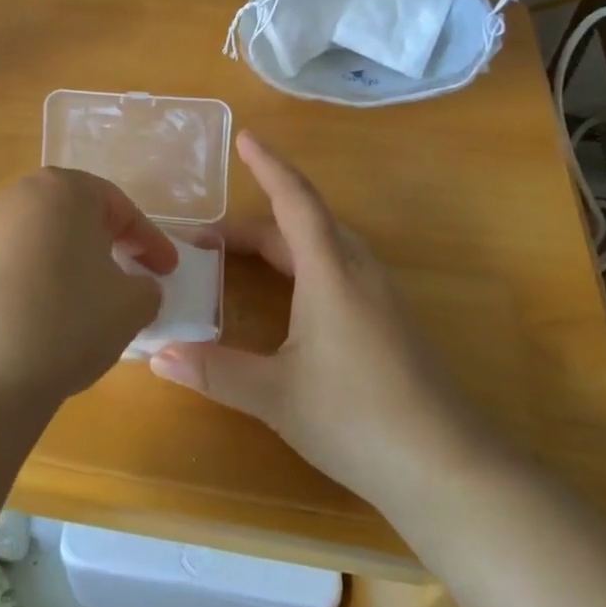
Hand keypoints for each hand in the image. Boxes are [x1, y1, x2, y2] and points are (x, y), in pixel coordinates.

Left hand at [0, 168, 176, 409]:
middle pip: (71, 217)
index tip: (168, 272)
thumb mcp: (131, 307)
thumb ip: (147, 289)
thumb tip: (137, 289)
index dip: (150, 241)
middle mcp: (15, 198)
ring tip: (75, 307)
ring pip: (33, 242)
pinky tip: (28, 326)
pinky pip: (0, 271)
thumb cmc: (65, 322)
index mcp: (63, 190)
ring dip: (60, 266)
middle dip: (102, 245)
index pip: (119, 207)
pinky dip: (22, 288)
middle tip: (123, 279)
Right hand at [149, 132, 460, 506]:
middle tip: (207, 241)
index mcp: (329, 272)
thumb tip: (157, 354)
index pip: (294, 201)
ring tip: (240, 260)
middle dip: (254, 222)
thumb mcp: (276, 396)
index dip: (268, 166)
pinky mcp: (388, 320)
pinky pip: (337, 267)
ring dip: (280, 241)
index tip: (245, 137)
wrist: (448, 469)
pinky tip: (290, 296)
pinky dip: (302, 262)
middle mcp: (356, 270)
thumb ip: (215, 372)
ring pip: (323, 245)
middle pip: (303, 223)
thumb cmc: (358, 418)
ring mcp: (378, 295)